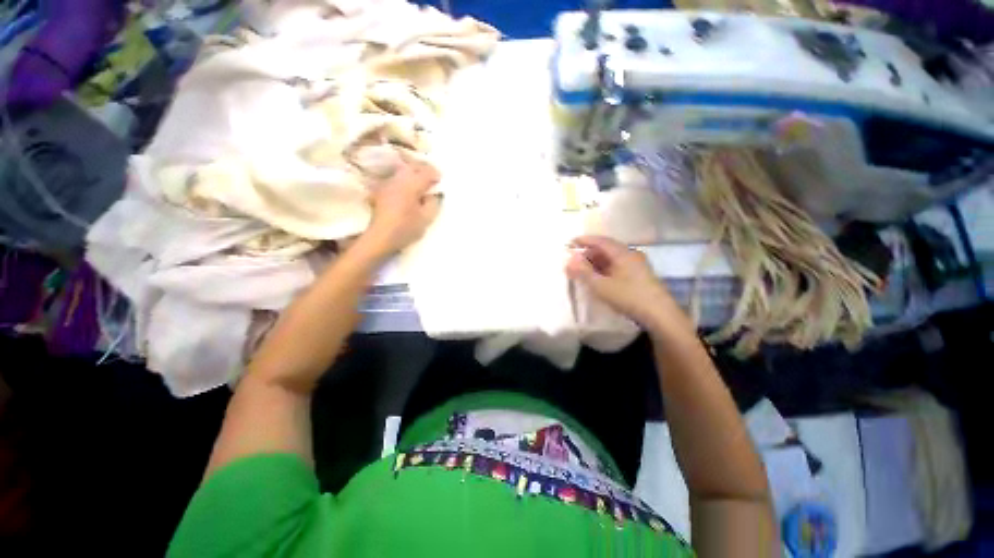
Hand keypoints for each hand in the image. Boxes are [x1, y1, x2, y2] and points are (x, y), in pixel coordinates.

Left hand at [365, 152, 441, 254]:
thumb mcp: (427, 218)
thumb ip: (433, 203)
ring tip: (421, 183)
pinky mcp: (381, 190)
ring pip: (403, 170)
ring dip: (413, 173)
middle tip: (432, 179)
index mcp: (411, 184)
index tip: (441, 181)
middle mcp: (398, 178)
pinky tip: (408, 190)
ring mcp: (387, 182)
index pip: (427, 172)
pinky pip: (396, 178)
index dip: (436, 175)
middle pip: (413, 166)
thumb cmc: (406, 228)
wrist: (380, 236)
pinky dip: (404, 180)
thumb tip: (433, 194)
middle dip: (424, 170)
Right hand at [566, 236, 686, 329]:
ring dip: (597, 261)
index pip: (600, 241)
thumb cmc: (628, 297)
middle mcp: (631, 255)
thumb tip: (569, 260)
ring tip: (585, 269)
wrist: (660, 314)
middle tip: (575, 260)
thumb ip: (583, 272)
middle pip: (607, 248)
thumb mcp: (601, 286)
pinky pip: (619, 265)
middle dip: (589, 252)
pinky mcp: (640, 275)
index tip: (571, 242)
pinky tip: (600, 277)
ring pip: (613, 258)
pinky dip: (606, 268)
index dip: (585, 240)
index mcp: (622, 253)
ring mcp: (637, 265)